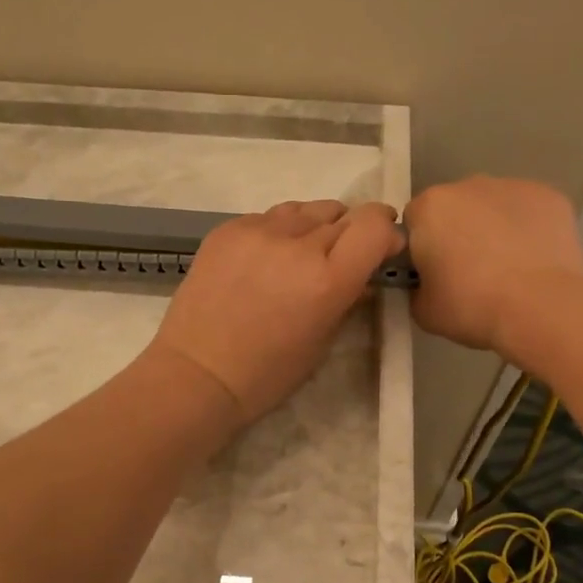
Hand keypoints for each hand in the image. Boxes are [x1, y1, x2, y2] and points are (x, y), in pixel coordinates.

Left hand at [148, 199, 402, 423]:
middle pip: (342, 214)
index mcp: (327, 279)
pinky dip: (279, 231)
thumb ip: (348, 297)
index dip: (384, 230)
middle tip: (339, 258)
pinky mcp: (228, 229)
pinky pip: (269, 217)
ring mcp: (258, 231)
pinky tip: (267, 258)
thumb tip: (362, 274)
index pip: (373, 224)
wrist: (197, 373)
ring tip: (303, 252)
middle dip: (351, 232)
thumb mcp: (322, 341)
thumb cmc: (267, 373)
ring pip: (305, 209)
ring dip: (315, 226)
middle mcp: (297, 245)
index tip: (383, 245)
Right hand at [404, 176, 582, 356]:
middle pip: (455, 208)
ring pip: (494, 206)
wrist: (541, 309)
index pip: (415, 221)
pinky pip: (529, 212)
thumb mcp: (423, 309)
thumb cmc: (472, 307)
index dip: (422, 248)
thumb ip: (417, 287)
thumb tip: (428, 283)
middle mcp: (468, 185)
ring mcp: (513, 186)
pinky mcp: (550, 197)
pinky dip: (529, 230)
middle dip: (459, 232)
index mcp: (430, 207)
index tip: (435, 273)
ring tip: (509, 269)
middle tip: (472, 273)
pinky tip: (536, 260)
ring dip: (494, 228)